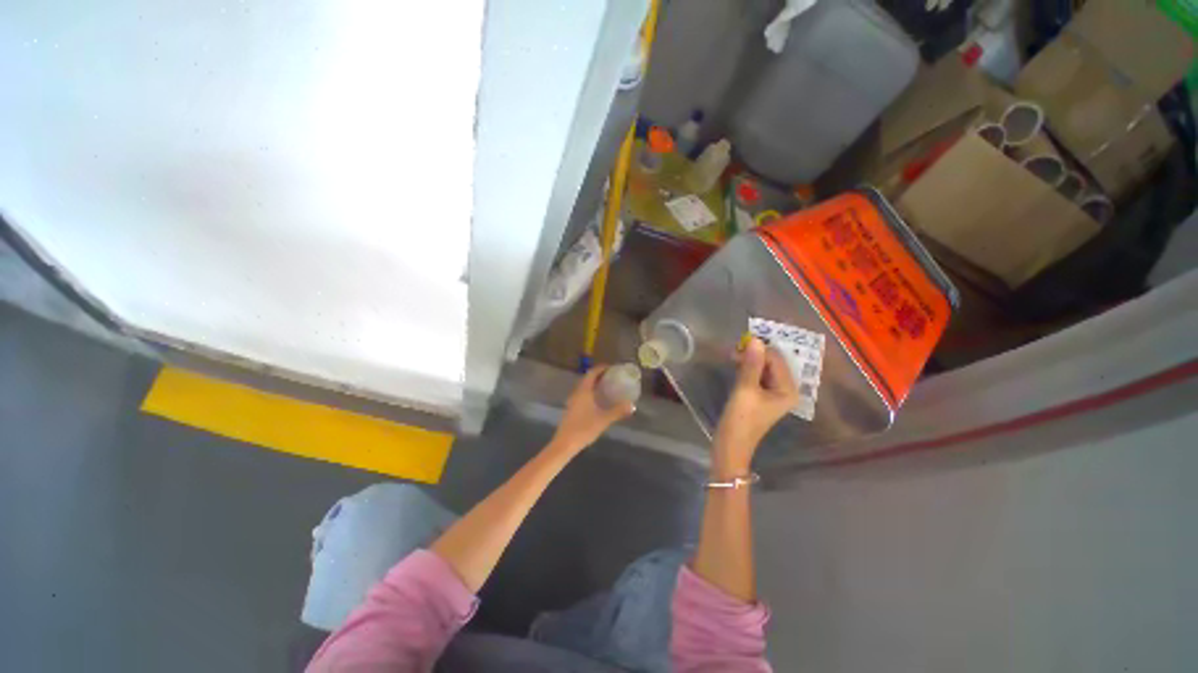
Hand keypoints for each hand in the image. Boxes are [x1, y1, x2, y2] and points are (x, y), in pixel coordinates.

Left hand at [548, 366, 635, 456]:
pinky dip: (591, 392)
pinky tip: (598, 400)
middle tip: (612, 377)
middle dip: (599, 376)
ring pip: (584, 387)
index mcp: (583, 391)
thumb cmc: (584, 428)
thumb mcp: (604, 420)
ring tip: (607, 387)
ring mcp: (573, 400)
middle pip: (587, 378)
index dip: (601, 368)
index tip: (612, 368)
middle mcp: (577, 392)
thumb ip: (618, 411)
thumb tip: (632, 405)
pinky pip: (582, 394)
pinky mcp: (572, 408)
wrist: (565, 443)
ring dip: (594, 384)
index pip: (592, 373)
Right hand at [712, 338, 798, 472]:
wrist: (731, 446)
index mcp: (789, 389)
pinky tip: (736, 366)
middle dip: (755, 354)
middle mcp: (786, 389)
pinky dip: (748, 368)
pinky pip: (758, 375)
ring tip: (733, 358)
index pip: (777, 359)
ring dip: (750, 360)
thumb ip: (751, 364)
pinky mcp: (762, 395)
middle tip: (734, 352)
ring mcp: (774, 393)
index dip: (759, 350)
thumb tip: (755, 340)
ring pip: (764, 367)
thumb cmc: (741, 419)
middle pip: (773, 362)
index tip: (738, 346)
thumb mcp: (745, 390)